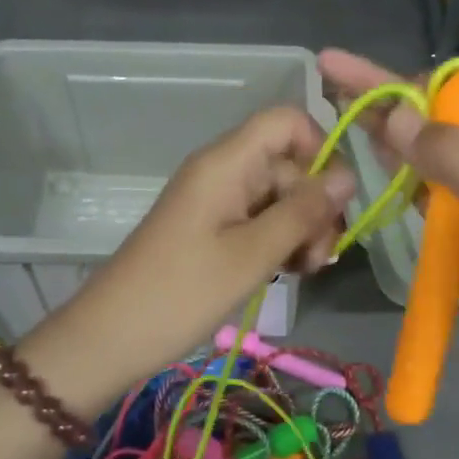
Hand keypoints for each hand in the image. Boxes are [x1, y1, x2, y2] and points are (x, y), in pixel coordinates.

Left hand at [38, 106, 355, 406]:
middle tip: (319, 260)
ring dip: (301, 230)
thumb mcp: (252, 255)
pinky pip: (260, 220)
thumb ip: (303, 212)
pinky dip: (279, 242)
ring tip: (304, 271)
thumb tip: (349, 175)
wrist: (110, 337)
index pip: (287, 121)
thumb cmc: (181, 294)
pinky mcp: (213, 229)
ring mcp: (217, 201)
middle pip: (289, 164)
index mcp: (227, 162)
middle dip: (315, 206)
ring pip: (279, 197)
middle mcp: (223, 171)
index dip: (319, 148)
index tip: (334, 200)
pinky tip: (287, 272)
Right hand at [318, 49, 458, 406]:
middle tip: (330, 75)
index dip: (410, 83)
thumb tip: (392, 116)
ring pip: (423, 160)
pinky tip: (369, 168)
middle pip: (434, 121)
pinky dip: (395, 183)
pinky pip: (421, 201)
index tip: (357, 77)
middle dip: (386, 98)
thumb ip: (456, 159)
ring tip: (338, 110)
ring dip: (385, 135)